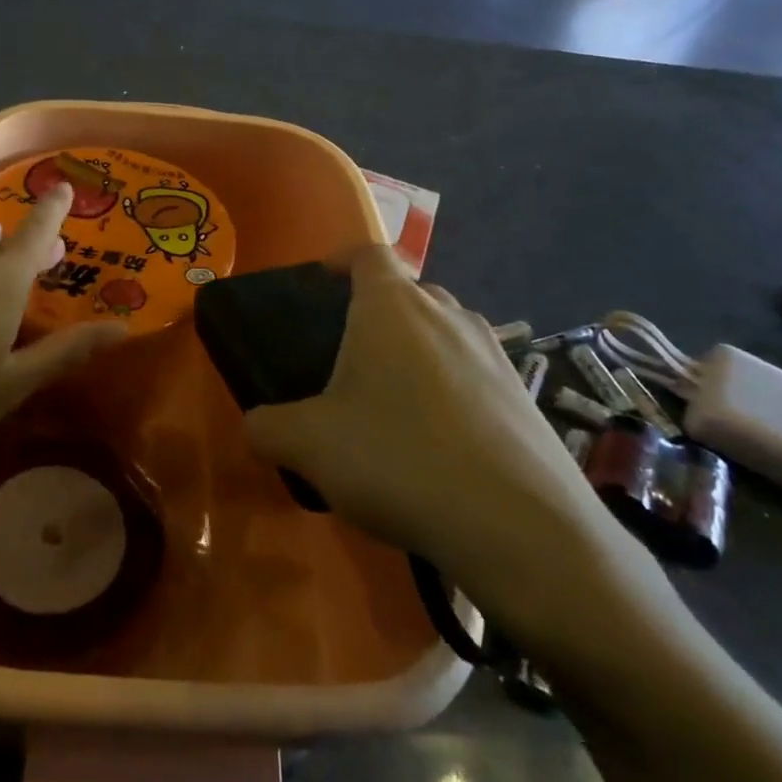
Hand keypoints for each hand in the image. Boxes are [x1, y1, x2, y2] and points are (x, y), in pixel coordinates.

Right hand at [242, 246, 635, 651]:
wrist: (519, 527)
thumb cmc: (398, 459)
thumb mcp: (309, 445)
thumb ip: (268, 427)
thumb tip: (256, 426)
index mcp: (392, 307)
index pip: (368, 254)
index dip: (342, 259)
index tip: (322, 279)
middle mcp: (448, 315)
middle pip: (408, 293)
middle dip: (377, 312)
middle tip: (348, 355)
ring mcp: (495, 353)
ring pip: (445, 333)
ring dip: (417, 352)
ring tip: (393, 400)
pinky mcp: (526, 396)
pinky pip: (475, 374)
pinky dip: (452, 390)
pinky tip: (439, 442)